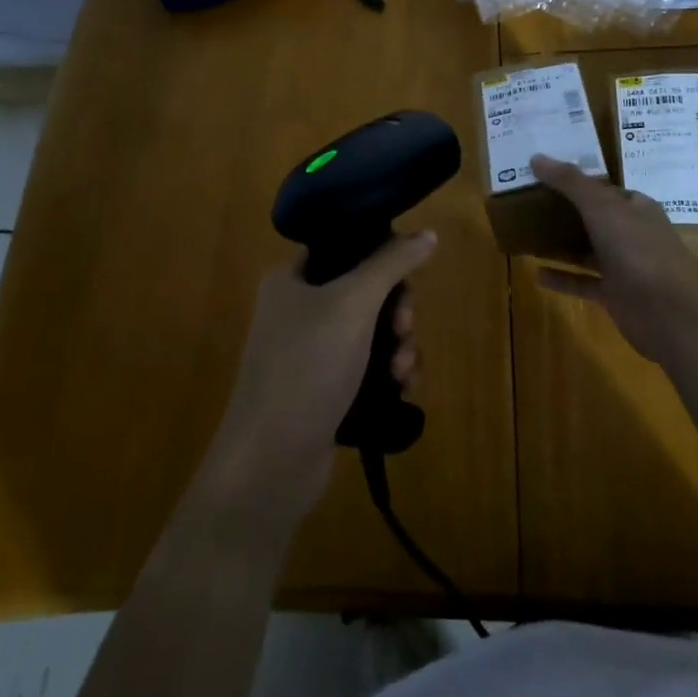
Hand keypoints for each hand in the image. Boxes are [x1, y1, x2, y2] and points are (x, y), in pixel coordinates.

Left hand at [198, 231, 435, 530]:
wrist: (270, 463)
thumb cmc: (307, 366)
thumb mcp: (353, 303)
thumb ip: (391, 263)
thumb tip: (427, 233)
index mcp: (290, 280)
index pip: (343, 248)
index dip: (380, 255)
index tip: (406, 275)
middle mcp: (297, 312)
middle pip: (365, 292)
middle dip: (395, 310)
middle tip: (403, 326)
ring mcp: (310, 355)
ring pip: (372, 333)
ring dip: (398, 346)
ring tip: (403, 370)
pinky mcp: (325, 393)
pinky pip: (369, 369)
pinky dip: (389, 375)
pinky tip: (402, 389)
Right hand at [530, 155, 697, 362]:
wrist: (668, 313)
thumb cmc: (638, 250)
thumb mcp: (602, 207)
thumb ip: (570, 182)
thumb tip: (536, 157)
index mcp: (636, 207)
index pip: (603, 188)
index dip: (575, 181)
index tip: (543, 176)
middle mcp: (631, 233)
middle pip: (594, 218)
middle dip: (564, 211)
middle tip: (527, 202)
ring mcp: (624, 265)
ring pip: (587, 250)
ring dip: (560, 244)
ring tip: (526, 234)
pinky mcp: (614, 294)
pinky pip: (582, 281)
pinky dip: (561, 278)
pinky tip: (536, 273)